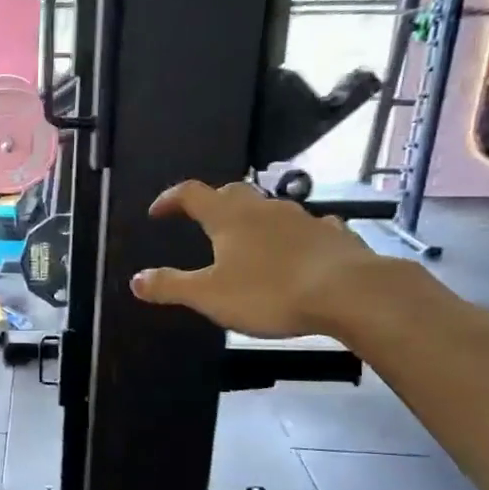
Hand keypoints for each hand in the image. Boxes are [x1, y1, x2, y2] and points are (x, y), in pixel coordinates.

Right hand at [130, 180, 378, 336]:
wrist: (351, 292)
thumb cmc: (270, 292)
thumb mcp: (209, 296)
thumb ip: (171, 286)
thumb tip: (136, 280)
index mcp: (228, 218)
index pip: (191, 194)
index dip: (171, 199)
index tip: (158, 211)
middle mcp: (263, 208)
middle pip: (232, 193)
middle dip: (212, 204)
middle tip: (201, 222)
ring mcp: (302, 218)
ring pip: (270, 209)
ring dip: (253, 220)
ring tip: (247, 242)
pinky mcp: (333, 234)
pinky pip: (306, 228)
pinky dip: (292, 237)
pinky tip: (296, 253)